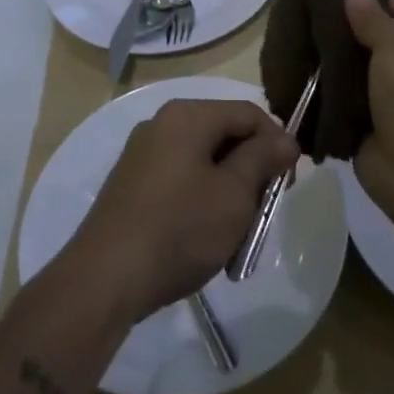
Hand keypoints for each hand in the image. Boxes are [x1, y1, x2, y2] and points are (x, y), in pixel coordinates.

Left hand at [67, 98, 298, 322]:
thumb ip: (263, 159)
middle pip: (226, 136)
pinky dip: (201, 202)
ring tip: (236, 233)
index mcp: (188, 115)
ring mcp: (143, 155)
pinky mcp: (132, 185)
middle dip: (252, 171)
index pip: (249, 114)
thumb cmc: (180, 229)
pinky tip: (206, 240)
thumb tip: (284, 140)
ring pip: (204, 162)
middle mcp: (163, 124)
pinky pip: (181, 180)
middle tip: (264, 212)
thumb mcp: (235, 194)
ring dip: (229, 192)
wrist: (104, 280)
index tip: (290, 185)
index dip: (278, 144)